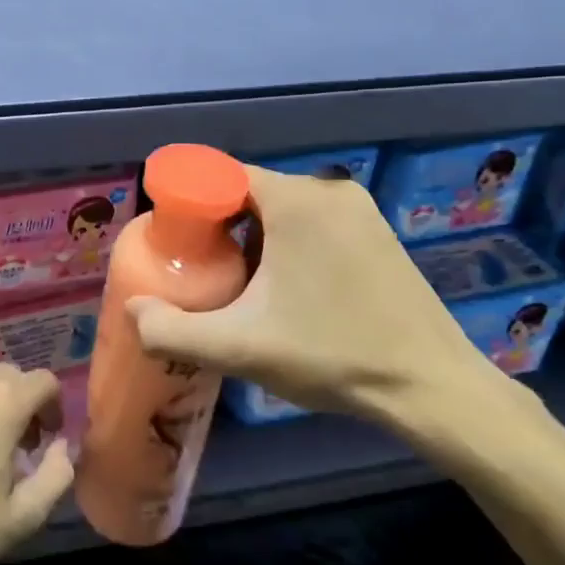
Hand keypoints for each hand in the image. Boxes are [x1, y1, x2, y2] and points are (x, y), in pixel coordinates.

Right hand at [126, 165, 509, 439]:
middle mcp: (328, 189)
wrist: (431, 387)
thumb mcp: (239, 347)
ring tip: (244, 287)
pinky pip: (316, 223)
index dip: (191, 206)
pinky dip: (291, 244)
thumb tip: (133, 310)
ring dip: (256, 239)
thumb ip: (171, 330)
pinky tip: (291, 291)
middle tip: (206, 274)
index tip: (179, 245)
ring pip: (284, 210)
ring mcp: (360, 209)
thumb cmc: (331, 354)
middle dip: (222, 228)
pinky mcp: (379, 232)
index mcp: (294, 199)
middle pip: (251, 194)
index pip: (221, 177)